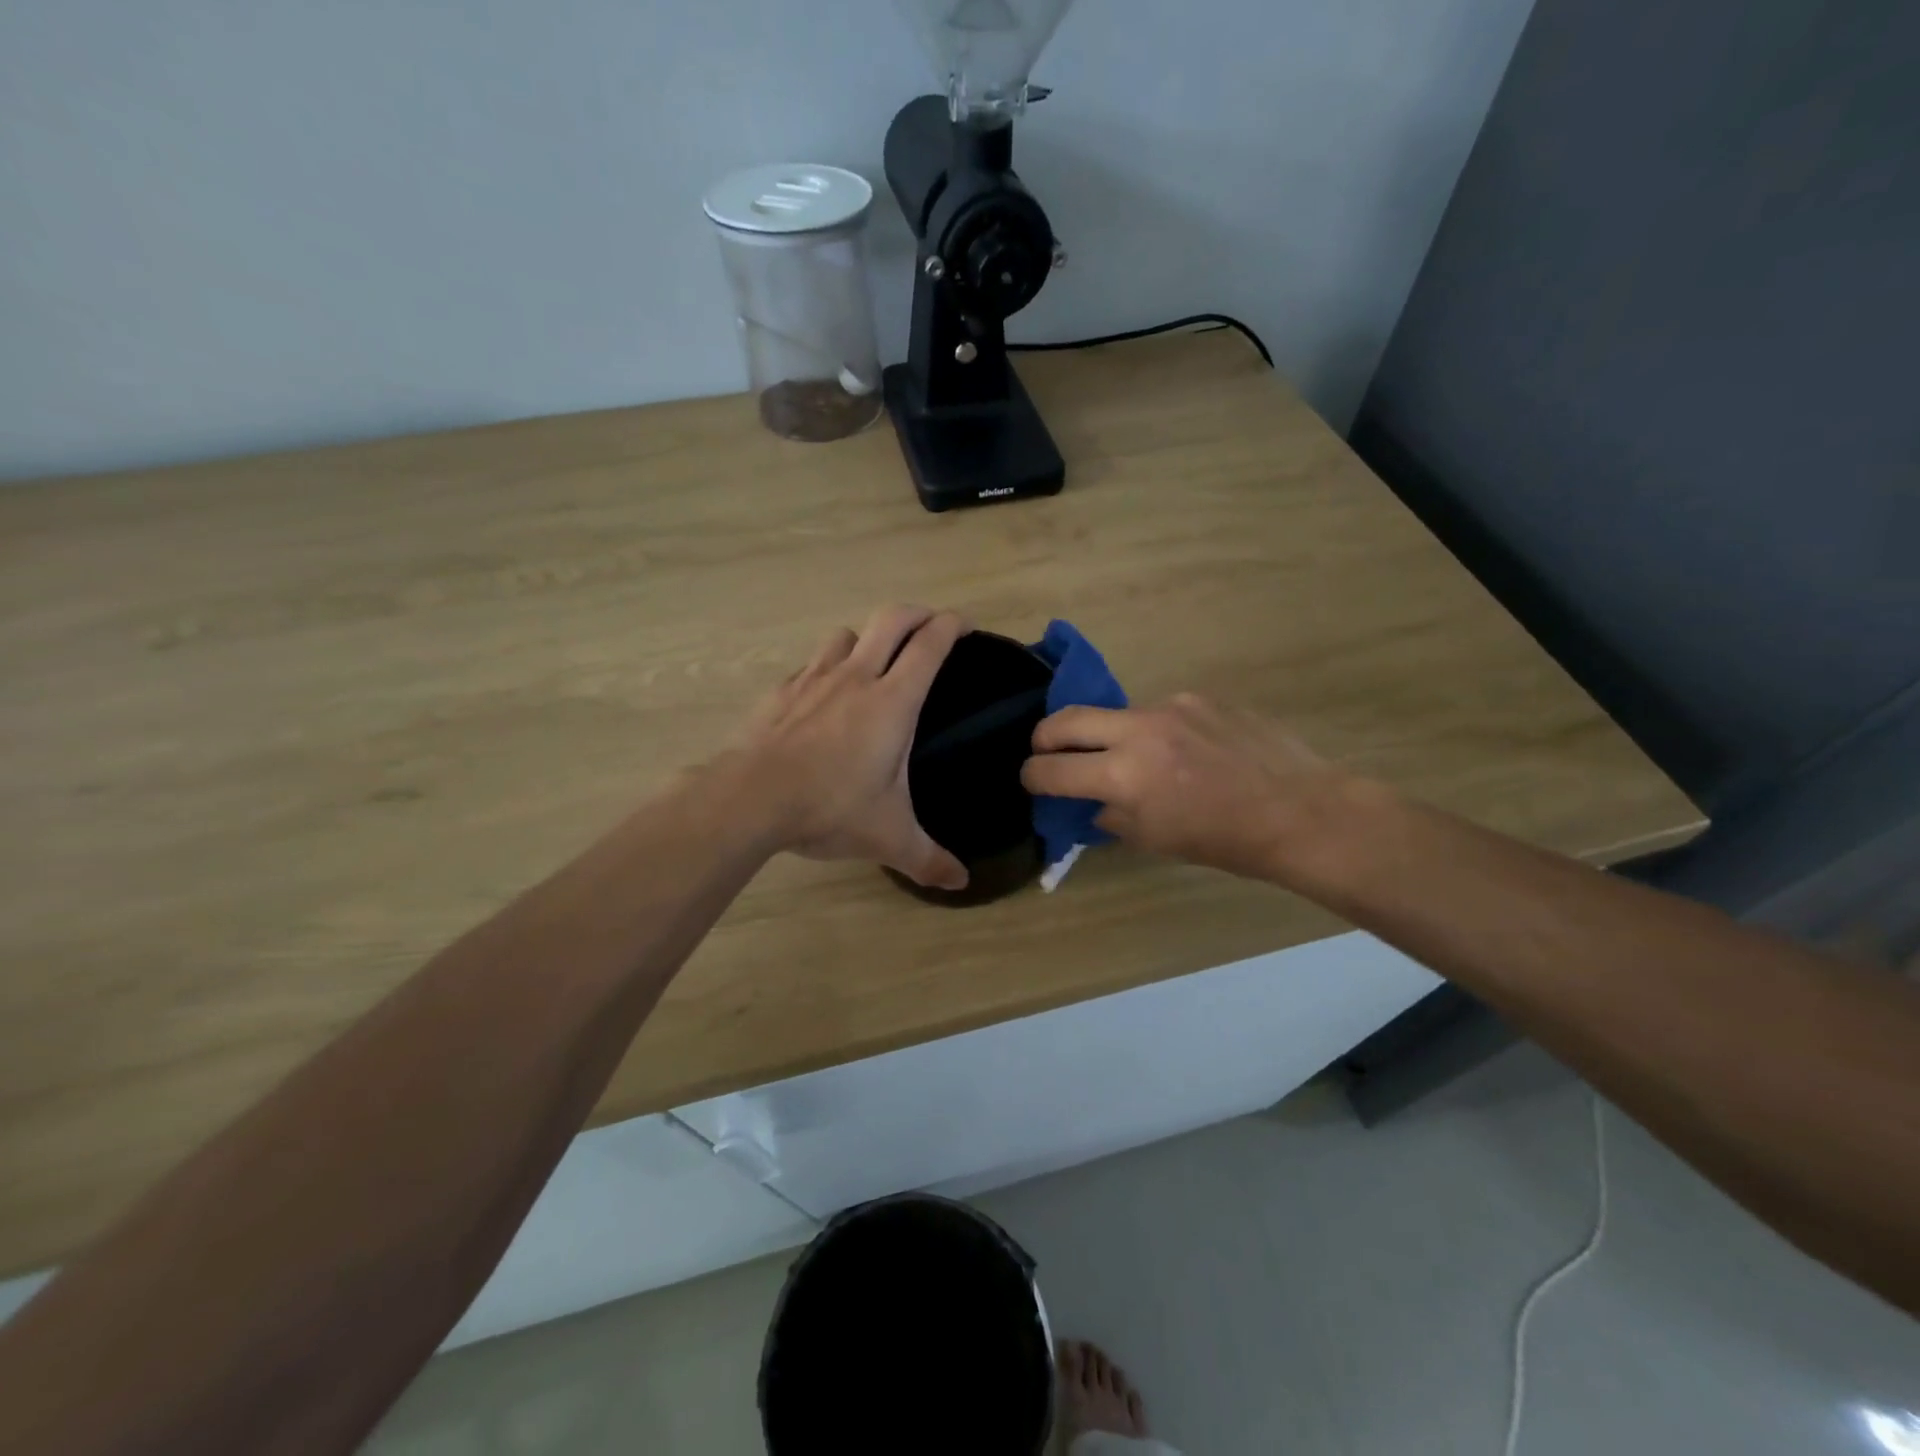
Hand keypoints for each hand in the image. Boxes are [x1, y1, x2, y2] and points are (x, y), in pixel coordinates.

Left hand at [736, 604, 969, 890]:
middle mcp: (856, 677)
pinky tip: (823, 699)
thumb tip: (961, 883)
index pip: (930, 644)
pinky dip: (826, 669)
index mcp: (893, 701)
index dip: (952, 625)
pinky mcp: (782, 691)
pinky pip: (811, 665)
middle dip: (917, 613)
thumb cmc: (829, 808)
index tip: (965, 626)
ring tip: (873, 663)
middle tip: (931, 626)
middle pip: (892, 619)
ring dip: (866, 639)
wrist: (750, 799)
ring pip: (846, 634)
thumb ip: (929, 860)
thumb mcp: (888, 838)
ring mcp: (814, 679)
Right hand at [1020, 693, 1355, 883]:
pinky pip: (1160, 712)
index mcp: (1125, 776)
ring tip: (1139, 760)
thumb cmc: (1224, 840)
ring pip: (1116, 714)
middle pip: (1065, 719)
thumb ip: (1112, 816)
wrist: (1300, 810)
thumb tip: (1093, 802)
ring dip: (1110, 736)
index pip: (1051, 770)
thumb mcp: (1156, 840)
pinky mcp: (1198, 697)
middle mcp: (1139, 731)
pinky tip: (1186, 751)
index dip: (1031, 776)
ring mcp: (1171, 707)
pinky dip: (1157, 732)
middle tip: (1047, 751)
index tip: (1031, 779)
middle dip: (1045, 737)